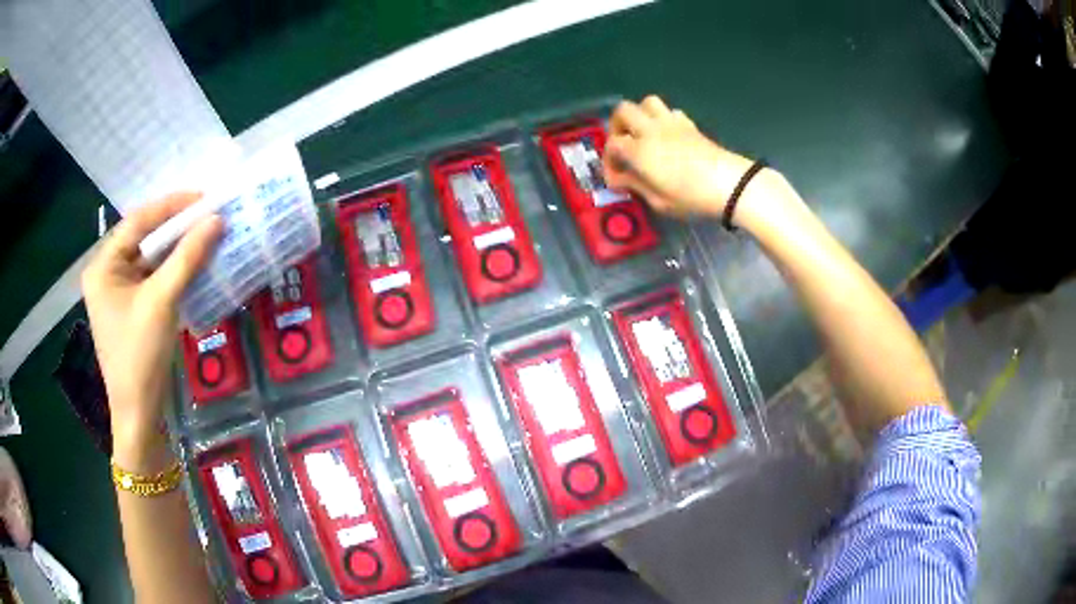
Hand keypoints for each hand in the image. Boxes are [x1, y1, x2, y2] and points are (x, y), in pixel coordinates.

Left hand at [82, 193, 222, 470]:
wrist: (139, 413)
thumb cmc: (140, 356)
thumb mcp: (161, 302)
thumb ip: (187, 258)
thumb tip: (216, 220)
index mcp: (103, 265)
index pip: (137, 222)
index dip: (170, 206)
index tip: (203, 197)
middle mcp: (107, 272)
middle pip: (143, 238)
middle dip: (175, 227)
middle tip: (208, 214)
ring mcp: (118, 291)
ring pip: (150, 258)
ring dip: (177, 248)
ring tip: (206, 233)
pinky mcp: (131, 307)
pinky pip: (153, 277)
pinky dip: (173, 269)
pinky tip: (193, 262)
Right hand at [603, 95, 756, 217]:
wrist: (729, 184)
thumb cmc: (691, 197)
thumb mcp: (659, 201)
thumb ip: (635, 186)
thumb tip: (619, 179)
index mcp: (639, 150)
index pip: (612, 145)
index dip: (609, 160)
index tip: (616, 177)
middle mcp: (650, 130)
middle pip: (623, 110)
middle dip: (617, 126)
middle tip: (622, 145)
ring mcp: (671, 123)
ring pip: (646, 103)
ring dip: (639, 115)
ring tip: (642, 134)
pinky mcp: (688, 124)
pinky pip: (669, 111)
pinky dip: (662, 119)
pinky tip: (667, 136)